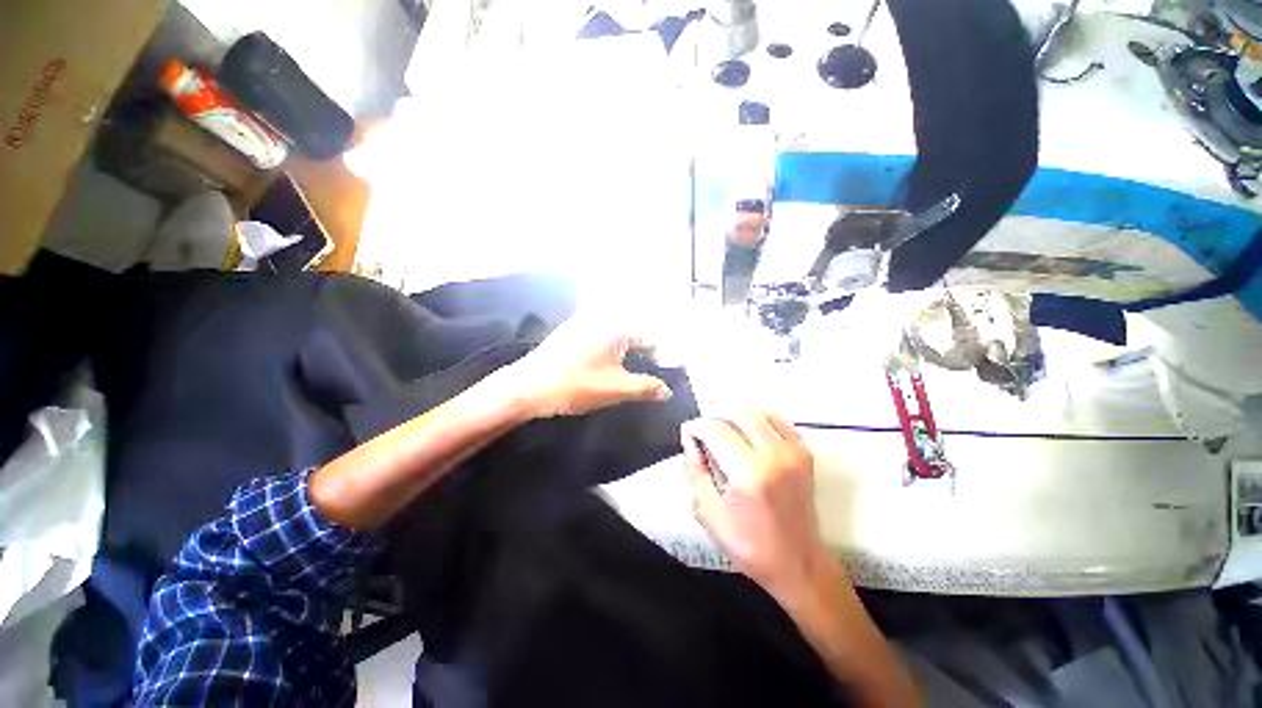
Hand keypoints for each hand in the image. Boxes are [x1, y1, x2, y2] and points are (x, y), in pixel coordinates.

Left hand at [508, 315, 672, 417]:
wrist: (525, 388)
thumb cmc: (575, 385)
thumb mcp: (616, 389)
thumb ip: (646, 388)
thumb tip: (667, 390)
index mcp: (613, 327)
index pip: (647, 336)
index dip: (659, 354)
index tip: (665, 370)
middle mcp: (598, 319)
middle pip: (630, 334)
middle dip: (643, 353)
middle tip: (649, 374)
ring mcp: (580, 326)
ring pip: (613, 337)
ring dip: (625, 354)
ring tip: (630, 375)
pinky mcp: (567, 336)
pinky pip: (597, 341)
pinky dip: (608, 354)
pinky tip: (605, 370)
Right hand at [681, 413, 829, 594]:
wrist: (798, 563)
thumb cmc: (749, 545)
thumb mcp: (708, 513)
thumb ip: (694, 471)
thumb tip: (690, 440)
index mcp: (748, 473)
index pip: (715, 430)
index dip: (696, 427)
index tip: (688, 433)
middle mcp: (773, 455)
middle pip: (736, 413)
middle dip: (714, 419)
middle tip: (705, 434)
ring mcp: (792, 451)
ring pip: (756, 413)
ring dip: (734, 417)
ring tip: (724, 434)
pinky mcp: (803, 453)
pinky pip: (776, 420)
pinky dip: (758, 420)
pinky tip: (748, 434)